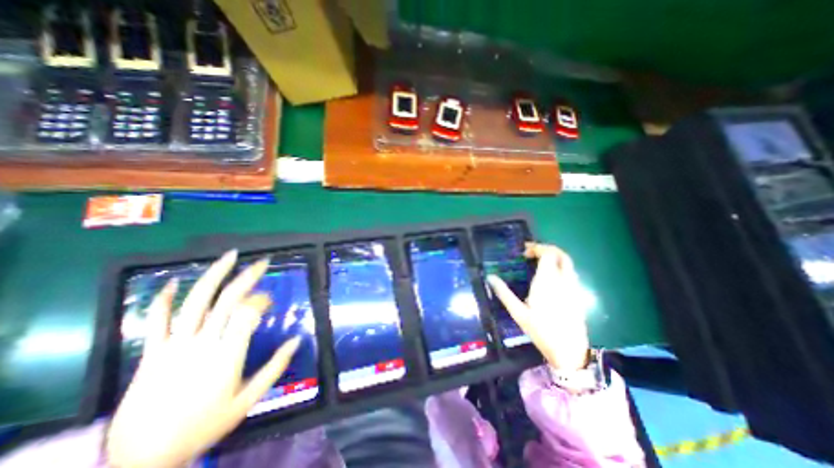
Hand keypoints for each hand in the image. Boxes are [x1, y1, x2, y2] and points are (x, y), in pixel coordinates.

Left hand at [104, 250, 299, 465]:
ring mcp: (173, 347)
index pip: (247, 314)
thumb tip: (297, 340)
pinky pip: (155, 321)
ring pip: (195, 302)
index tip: (269, 300)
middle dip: (247, 277)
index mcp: (227, 357)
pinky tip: (175, 282)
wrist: (140, 461)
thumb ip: (275, 368)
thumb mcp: (248, 401)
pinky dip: (164, 299)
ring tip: (230, 256)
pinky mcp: (150, 353)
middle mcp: (201, 345)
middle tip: (262, 262)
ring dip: (214, 275)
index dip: (261, 300)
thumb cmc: (203, 427)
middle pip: (226, 301)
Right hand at [486, 243, 588, 371]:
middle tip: (531, 254)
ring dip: (554, 257)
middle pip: (561, 255)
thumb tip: (490, 277)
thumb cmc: (541, 331)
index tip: (524, 253)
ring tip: (538, 263)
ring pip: (568, 263)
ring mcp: (573, 287)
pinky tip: (549, 278)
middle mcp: (564, 280)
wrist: (569, 351)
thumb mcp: (518, 312)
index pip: (548, 254)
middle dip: (547, 249)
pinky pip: (570, 273)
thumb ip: (504, 293)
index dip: (537, 248)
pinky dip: (560, 267)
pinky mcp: (578, 295)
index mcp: (548, 281)